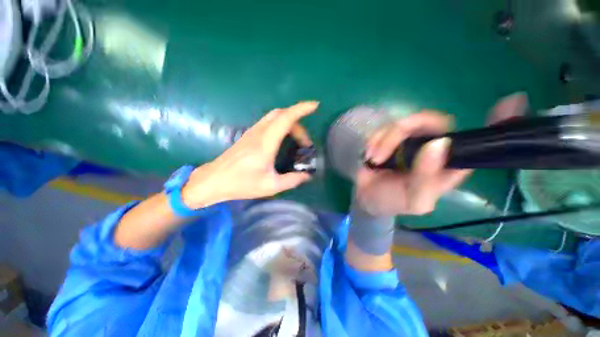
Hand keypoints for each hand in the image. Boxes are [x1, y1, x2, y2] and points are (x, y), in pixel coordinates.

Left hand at [182, 102, 317, 207]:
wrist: (214, 180)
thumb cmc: (241, 184)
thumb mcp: (271, 186)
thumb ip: (292, 180)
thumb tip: (307, 176)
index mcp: (265, 143)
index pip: (285, 119)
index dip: (301, 109)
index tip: (315, 106)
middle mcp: (258, 133)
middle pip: (281, 114)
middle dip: (298, 122)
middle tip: (305, 142)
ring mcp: (252, 132)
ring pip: (274, 116)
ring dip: (290, 123)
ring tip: (298, 141)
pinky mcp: (249, 135)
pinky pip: (269, 122)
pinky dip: (281, 125)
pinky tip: (284, 139)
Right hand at [356, 111, 470, 215]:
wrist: (368, 198)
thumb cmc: (394, 202)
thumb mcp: (414, 200)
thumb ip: (427, 177)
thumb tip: (439, 142)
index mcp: (448, 166)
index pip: (459, 140)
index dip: (440, 137)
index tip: (417, 149)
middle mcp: (433, 148)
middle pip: (428, 122)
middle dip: (398, 134)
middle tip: (380, 153)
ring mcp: (411, 140)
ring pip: (402, 122)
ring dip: (382, 141)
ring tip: (373, 159)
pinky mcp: (392, 138)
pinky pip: (385, 127)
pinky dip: (374, 140)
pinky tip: (369, 155)